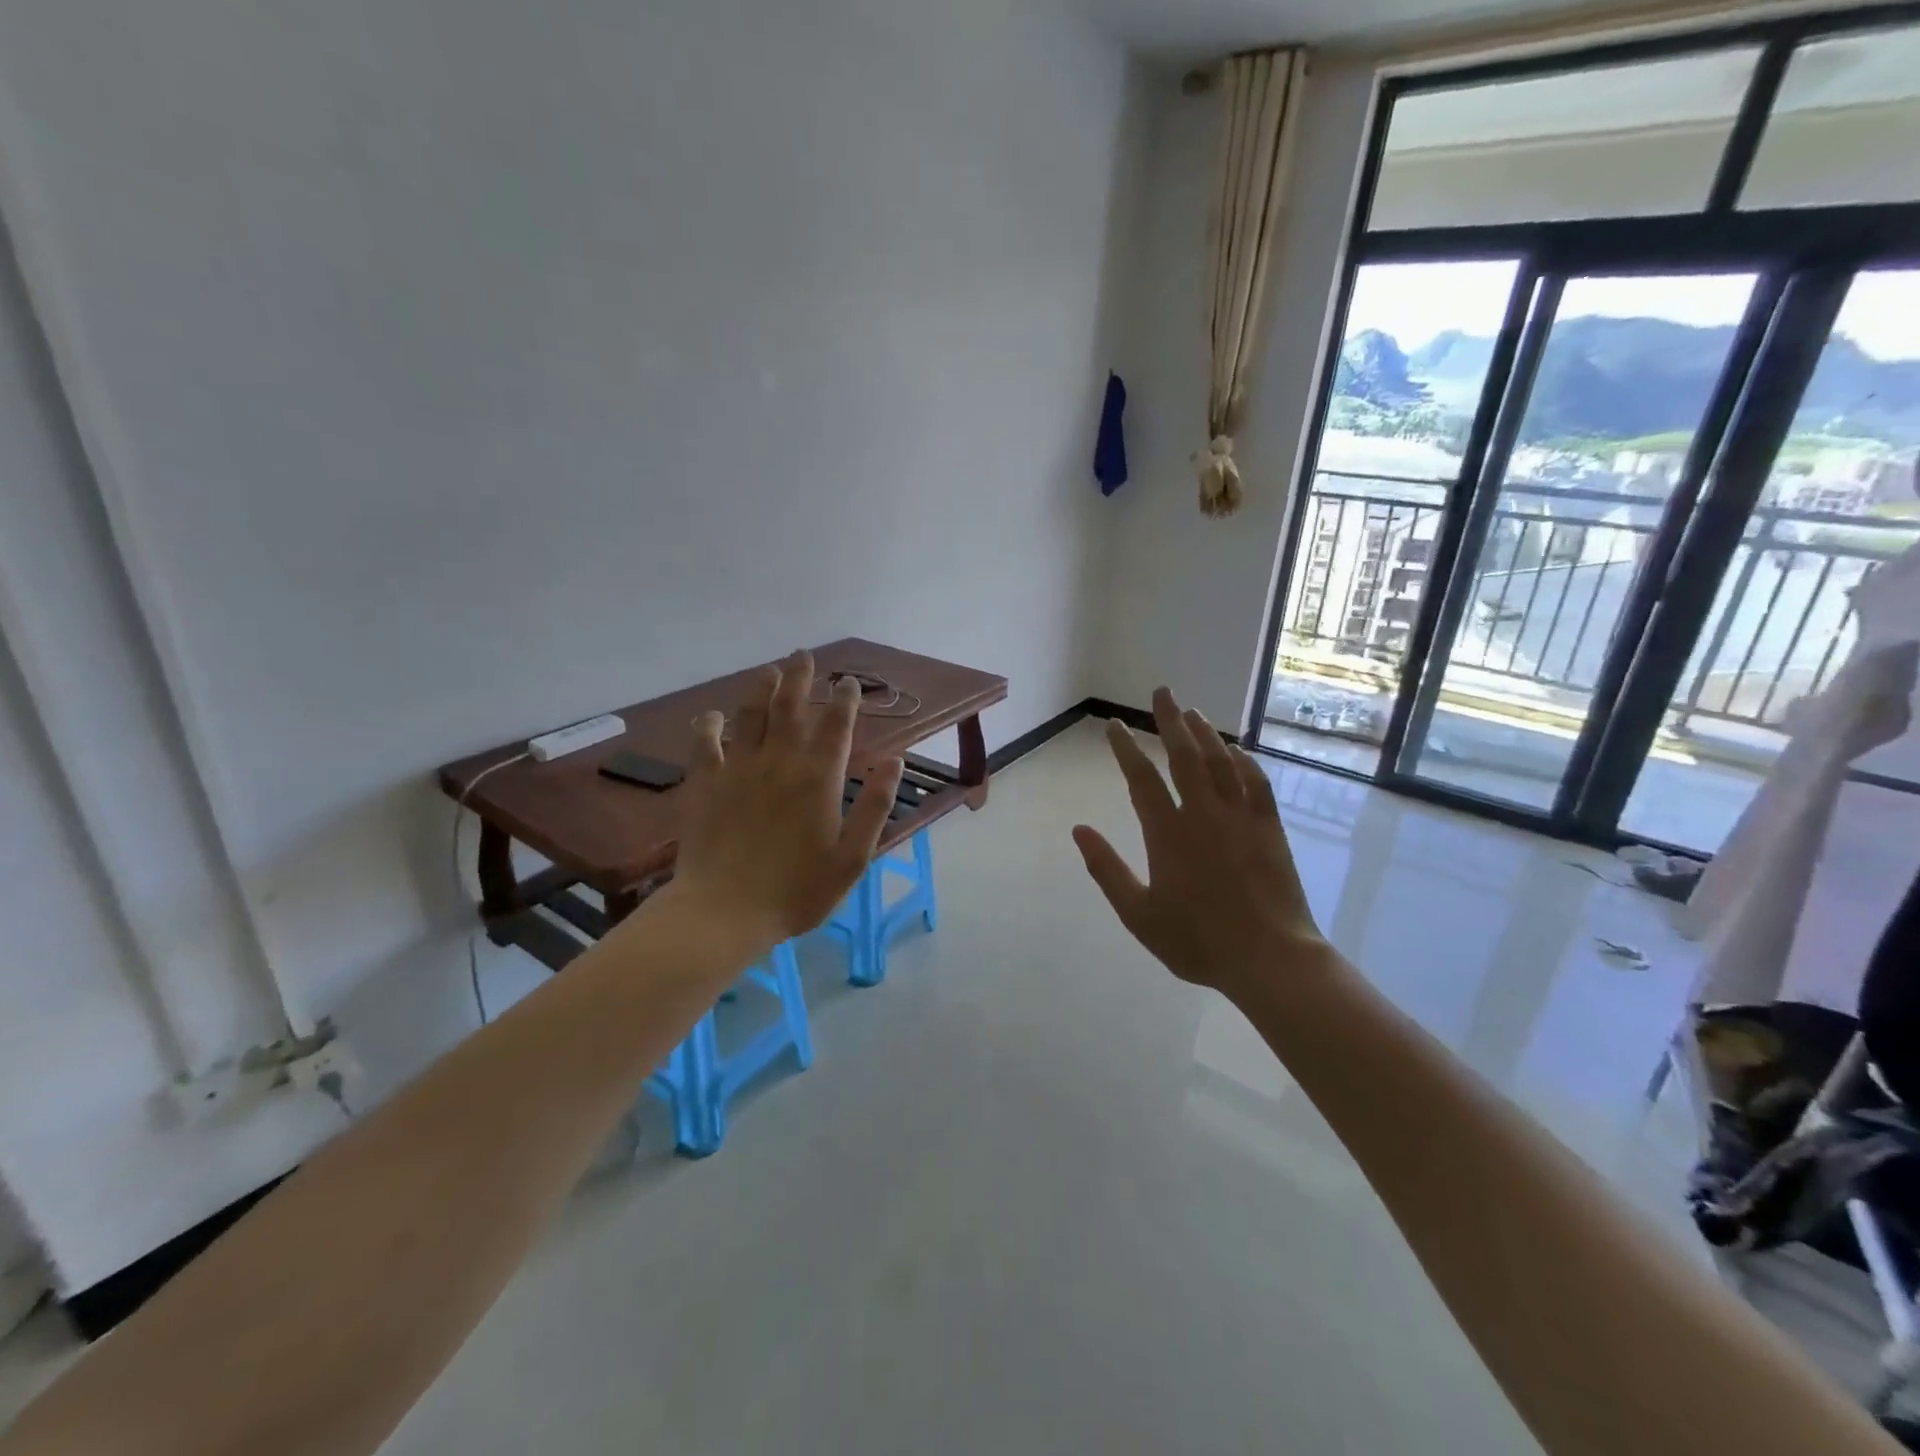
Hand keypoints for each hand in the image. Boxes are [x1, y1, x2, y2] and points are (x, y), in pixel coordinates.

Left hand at [669, 650, 902, 953]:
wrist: (726, 911)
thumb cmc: (798, 890)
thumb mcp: (853, 856)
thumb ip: (876, 805)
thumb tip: (894, 759)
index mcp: (819, 777)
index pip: (837, 725)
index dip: (845, 699)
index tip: (849, 682)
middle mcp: (780, 761)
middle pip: (791, 706)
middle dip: (800, 678)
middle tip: (804, 656)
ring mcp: (739, 768)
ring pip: (750, 715)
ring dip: (761, 689)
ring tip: (770, 671)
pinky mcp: (706, 783)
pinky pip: (705, 743)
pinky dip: (709, 725)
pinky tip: (712, 716)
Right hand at [1072, 688, 1327, 993]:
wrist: (1270, 958)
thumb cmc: (1197, 940)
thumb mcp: (1138, 914)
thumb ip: (1106, 869)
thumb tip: (1079, 830)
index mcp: (1167, 834)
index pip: (1141, 778)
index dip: (1125, 748)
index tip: (1114, 724)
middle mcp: (1203, 814)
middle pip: (1184, 756)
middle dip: (1170, 721)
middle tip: (1162, 692)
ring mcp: (1241, 818)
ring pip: (1220, 762)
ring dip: (1205, 733)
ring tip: (1193, 711)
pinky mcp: (1270, 828)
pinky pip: (1256, 782)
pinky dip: (1244, 761)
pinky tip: (1236, 750)